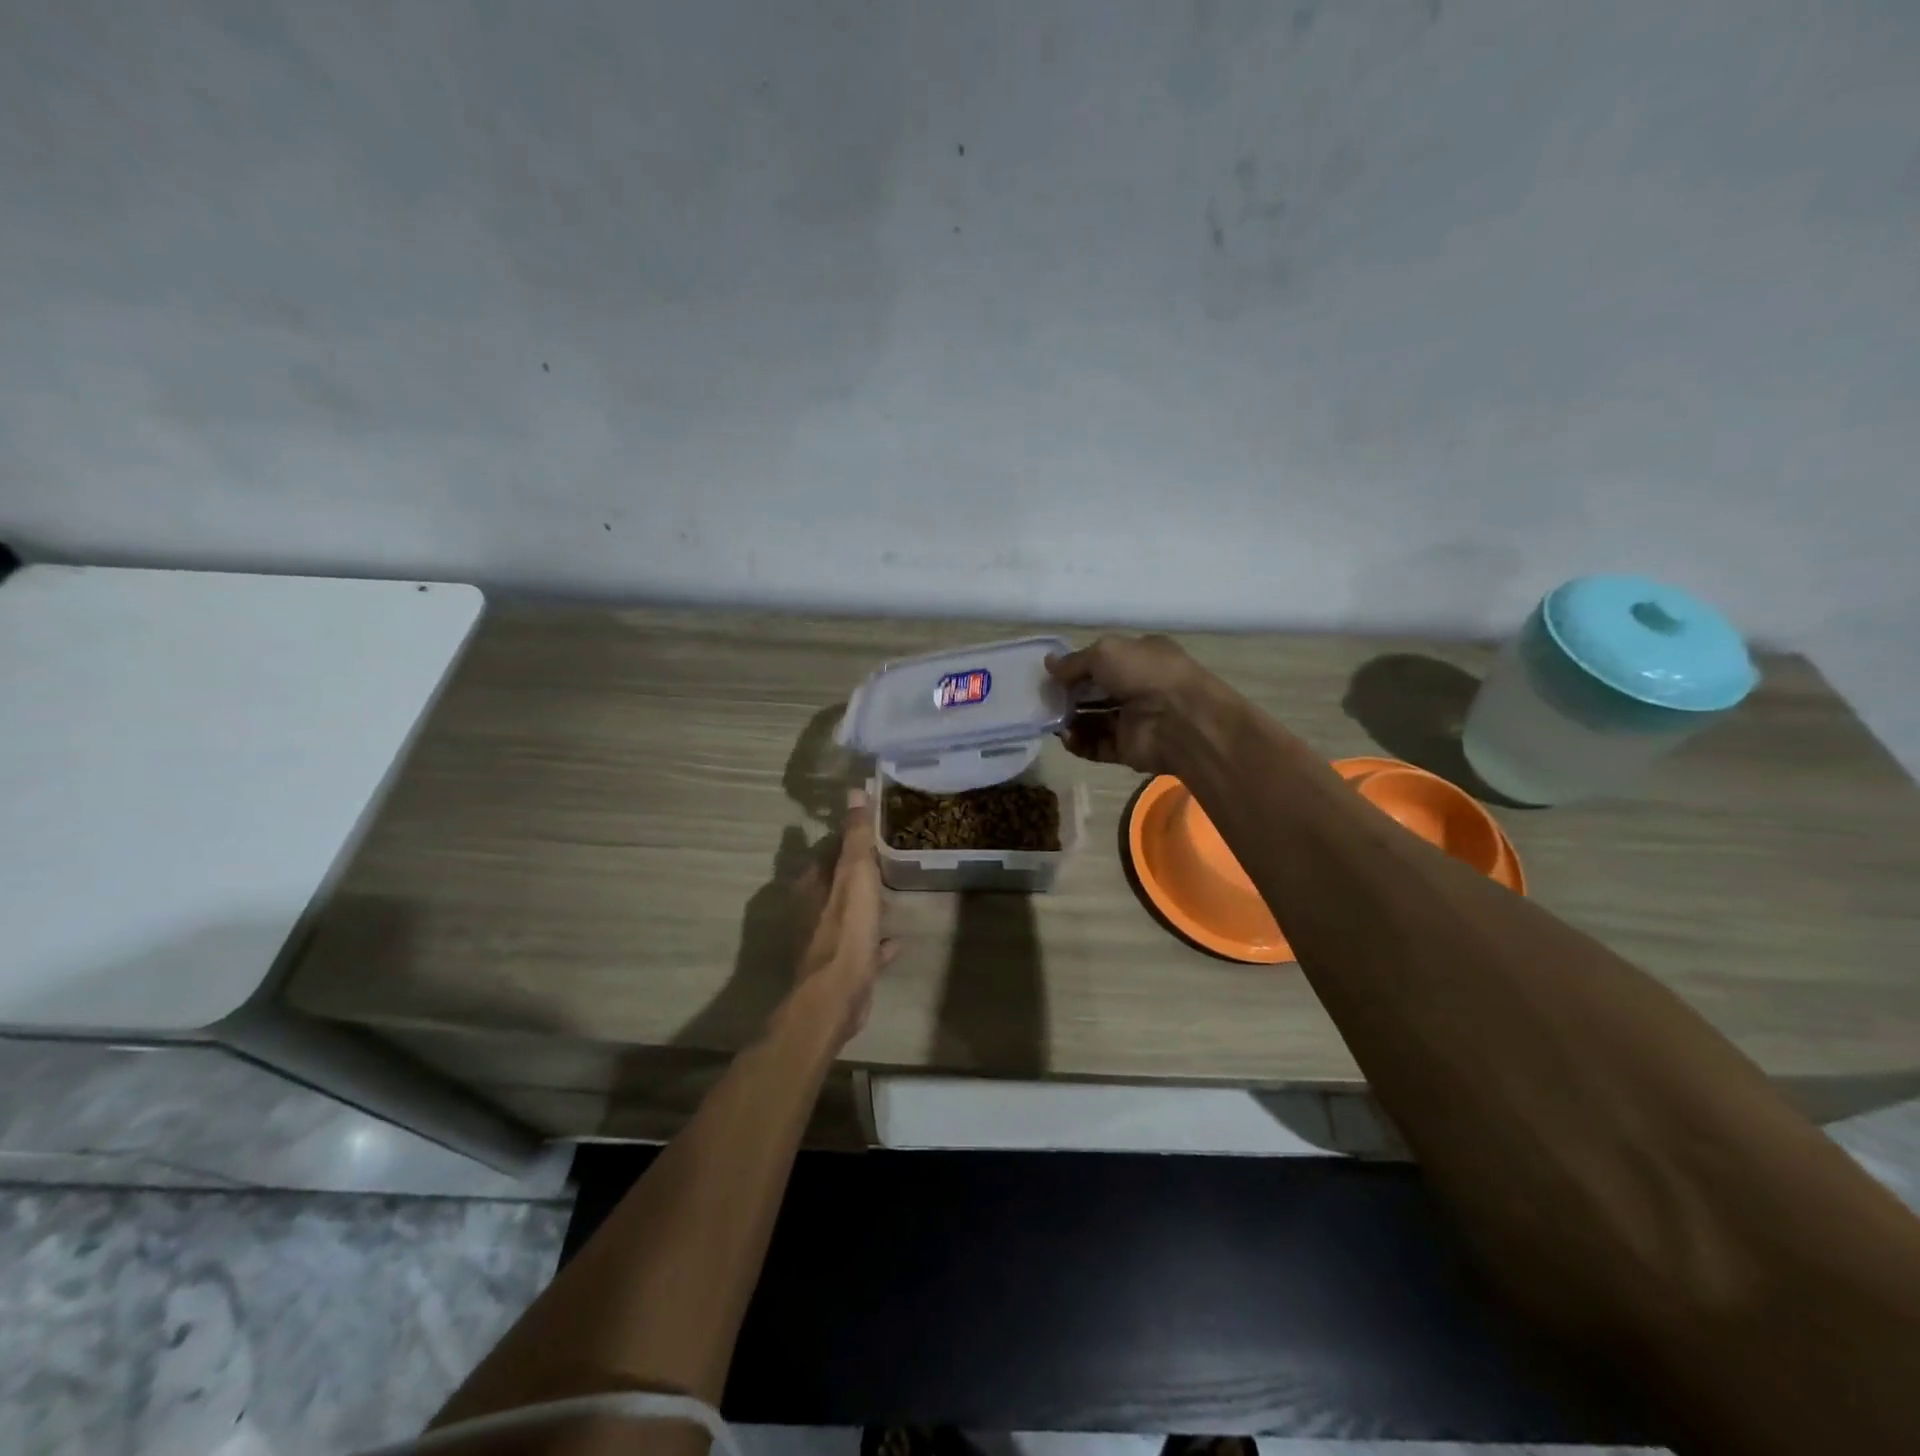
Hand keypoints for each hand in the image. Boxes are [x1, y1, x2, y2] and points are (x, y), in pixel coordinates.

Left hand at [792, 788, 895, 1046]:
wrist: (835, 995)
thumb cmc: (845, 929)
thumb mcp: (855, 874)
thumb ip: (856, 835)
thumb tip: (854, 790)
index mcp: (812, 884)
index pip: (829, 851)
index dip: (848, 839)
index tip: (871, 828)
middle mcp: (812, 909)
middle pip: (836, 882)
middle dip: (857, 871)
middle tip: (887, 859)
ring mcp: (824, 940)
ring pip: (846, 914)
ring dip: (864, 905)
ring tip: (891, 895)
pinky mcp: (840, 967)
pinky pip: (861, 947)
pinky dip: (875, 942)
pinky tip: (894, 941)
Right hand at [1045, 634, 1222, 776]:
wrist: (1181, 720)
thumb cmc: (1145, 674)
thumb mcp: (1105, 652)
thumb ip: (1074, 661)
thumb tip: (1048, 664)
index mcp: (1140, 658)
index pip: (1102, 662)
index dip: (1076, 668)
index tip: (1051, 675)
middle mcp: (1138, 687)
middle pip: (1095, 693)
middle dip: (1069, 696)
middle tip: (1044, 699)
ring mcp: (1133, 720)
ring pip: (1093, 721)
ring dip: (1070, 721)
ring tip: (1050, 721)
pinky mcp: (1128, 749)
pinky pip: (1097, 746)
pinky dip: (1079, 743)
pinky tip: (1065, 737)